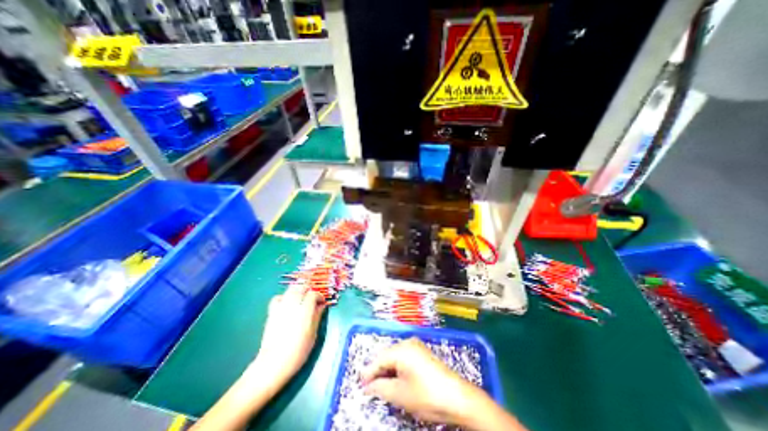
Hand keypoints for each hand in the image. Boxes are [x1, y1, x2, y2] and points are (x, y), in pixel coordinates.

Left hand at [252, 286, 324, 386]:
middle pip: (301, 287)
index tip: (322, 302)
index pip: (313, 294)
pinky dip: (284, 297)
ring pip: (290, 289)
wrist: (273, 364)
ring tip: (301, 298)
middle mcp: (293, 305)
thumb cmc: (298, 351)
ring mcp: (281, 307)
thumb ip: (317, 316)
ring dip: (298, 290)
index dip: (319, 296)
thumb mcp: (313, 334)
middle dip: (308, 290)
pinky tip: (287, 304)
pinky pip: (278, 298)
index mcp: (305, 310)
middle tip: (313, 298)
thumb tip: (321, 306)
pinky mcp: (272, 312)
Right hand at [359, 340, 478, 424]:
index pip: (379, 359)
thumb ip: (380, 387)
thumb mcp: (400, 394)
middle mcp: (408, 343)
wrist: (457, 397)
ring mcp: (417, 346)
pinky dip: (398, 369)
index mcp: (401, 349)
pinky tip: (396, 380)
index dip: (369, 373)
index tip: (361, 386)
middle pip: (387, 356)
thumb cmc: (426, 395)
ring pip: (395, 357)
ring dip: (388, 371)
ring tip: (382, 386)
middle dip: (378, 371)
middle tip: (370, 388)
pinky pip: (404, 358)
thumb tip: (368, 386)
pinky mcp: (423, 353)